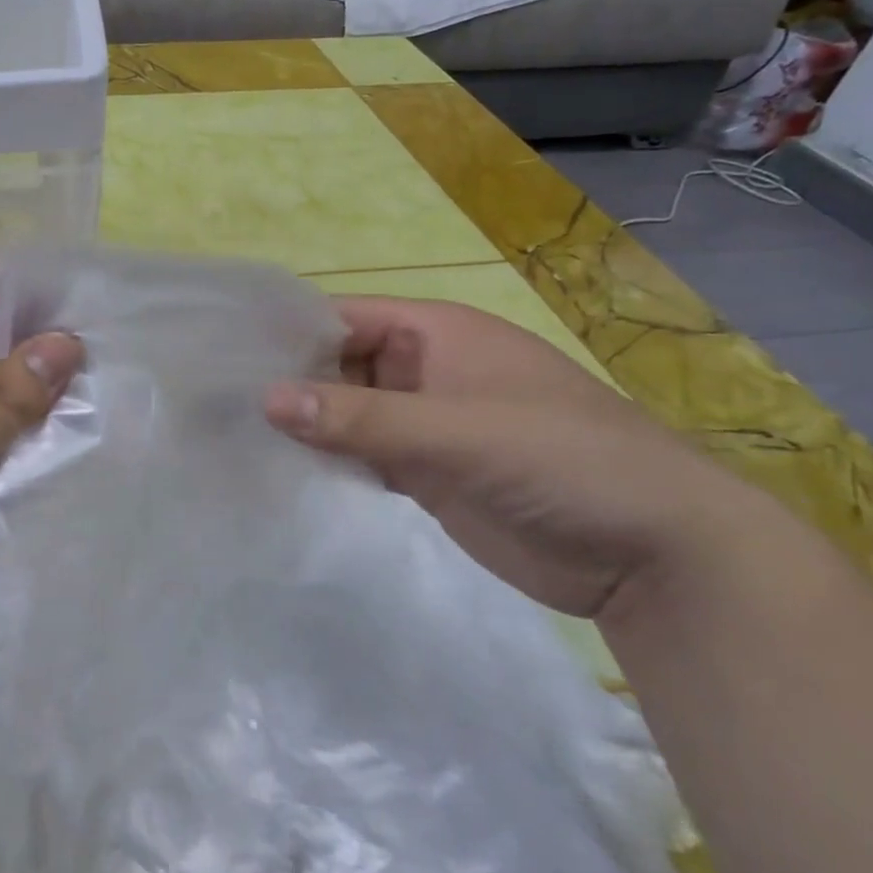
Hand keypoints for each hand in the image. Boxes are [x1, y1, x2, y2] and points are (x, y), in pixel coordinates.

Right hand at [265, 296, 752, 618]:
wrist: (656, 554)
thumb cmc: (562, 461)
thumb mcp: (457, 431)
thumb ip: (361, 418)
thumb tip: (266, 398)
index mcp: (436, 334)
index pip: (344, 317)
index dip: (288, 331)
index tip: (225, 353)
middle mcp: (424, 370)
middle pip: (338, 364)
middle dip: (288, 381)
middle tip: (216, 403)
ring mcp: (425, 424)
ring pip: (347, 413)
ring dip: (304, 424)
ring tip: (232, 435)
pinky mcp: (427, 473)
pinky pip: (364, 455)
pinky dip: (330, 460)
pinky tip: (283, 471)